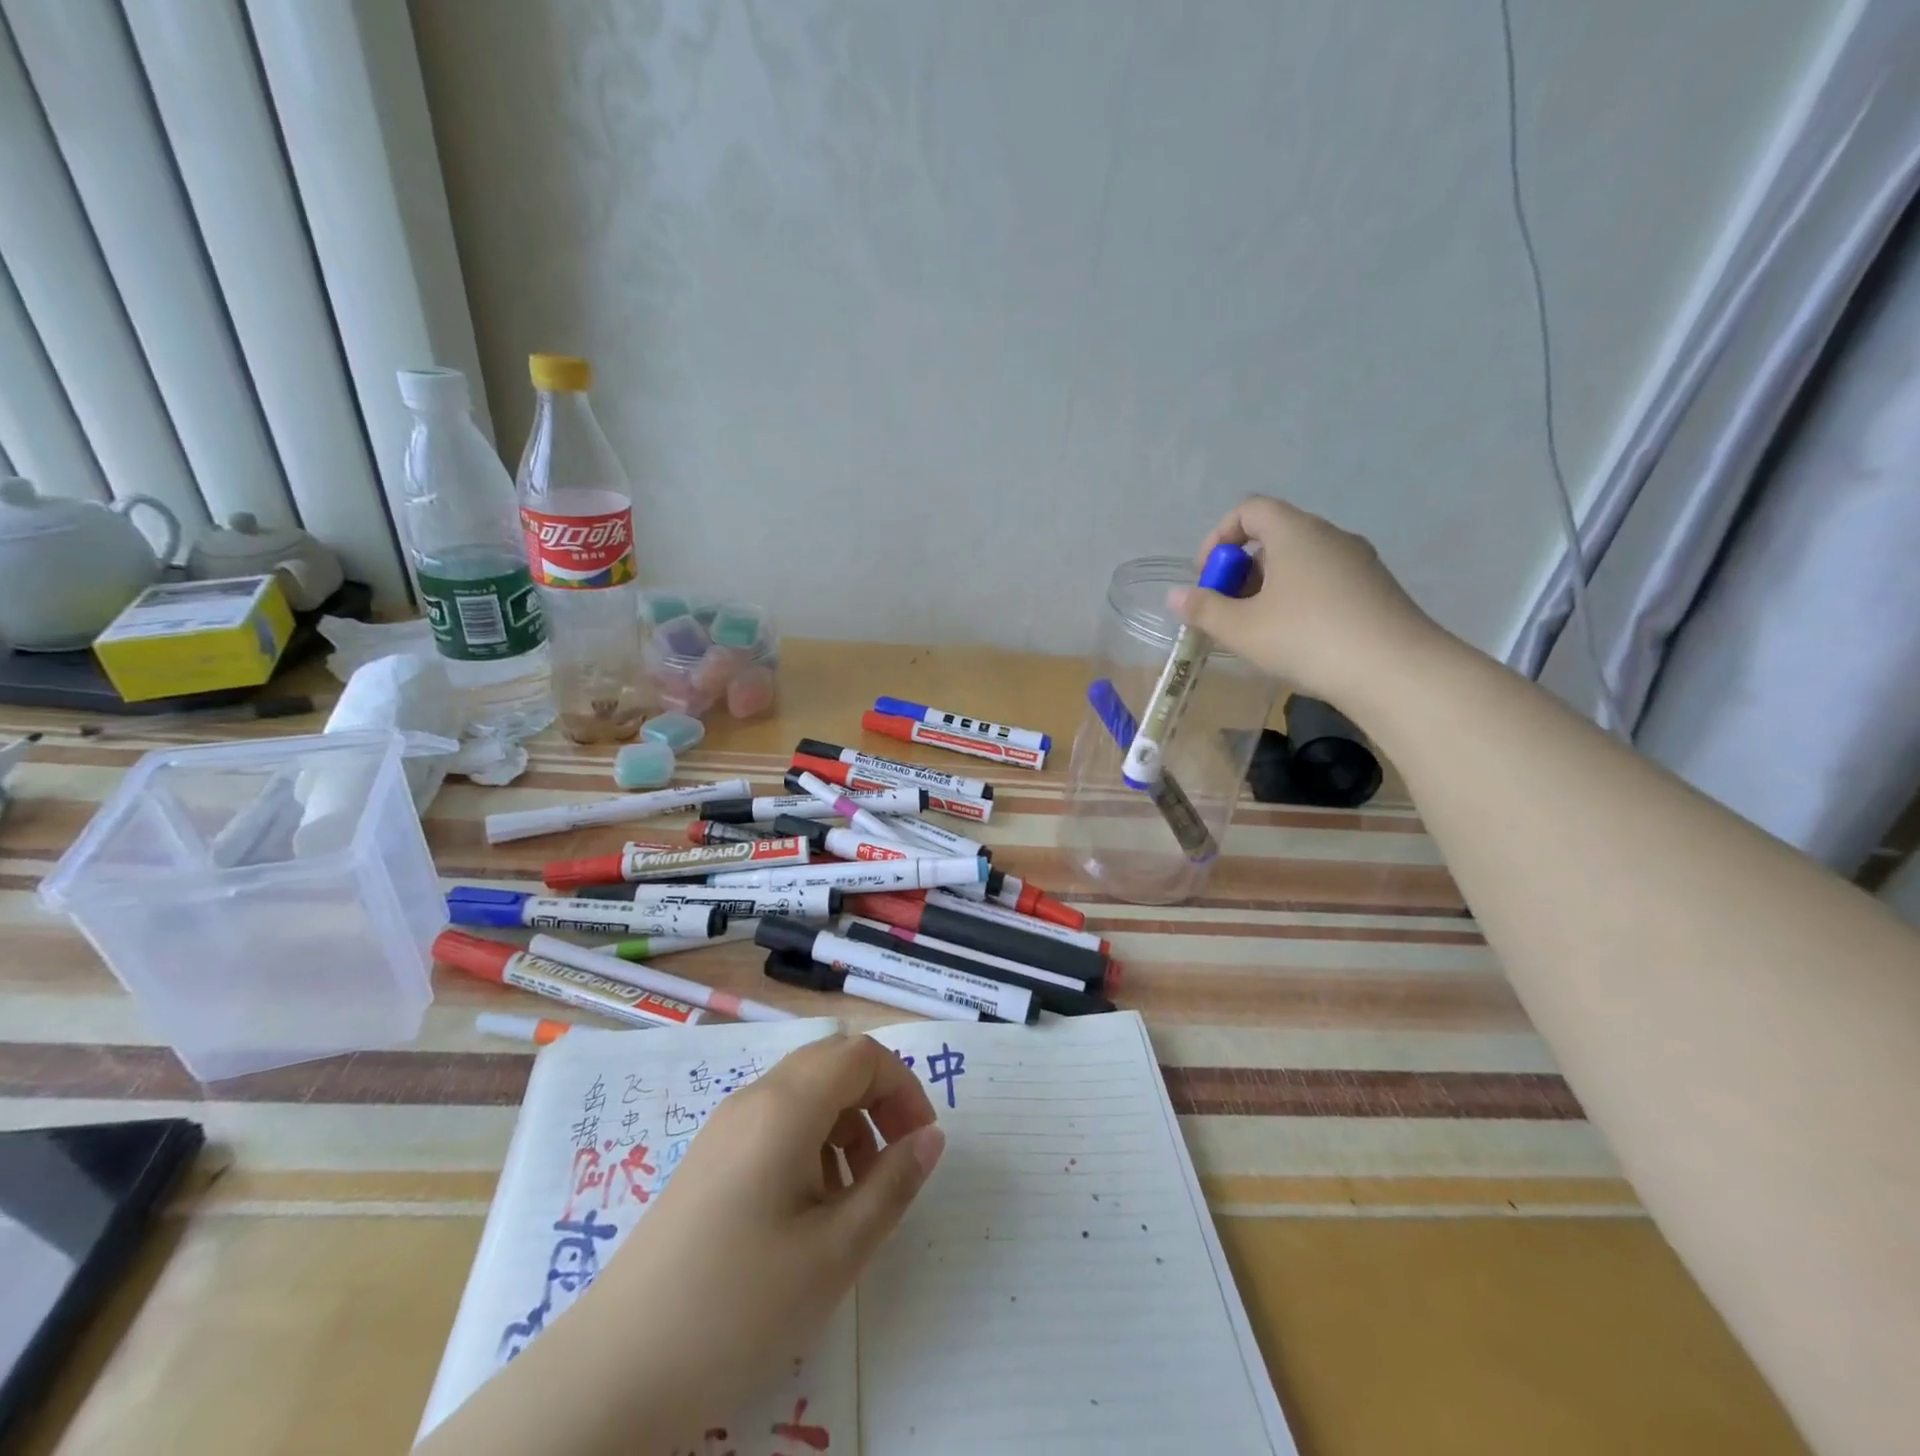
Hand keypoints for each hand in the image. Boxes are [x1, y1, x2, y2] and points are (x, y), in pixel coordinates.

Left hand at [586, 1034, 943, 1440]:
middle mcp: (754, 1098)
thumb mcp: (835, 1251)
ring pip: (805, 1092)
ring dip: (845, 1124)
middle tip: (895, 1163)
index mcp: (786, 1105)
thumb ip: (892, 1185)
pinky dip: (811, 1143)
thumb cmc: (739, 1305)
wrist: (617, 1370)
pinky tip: (809, 1210)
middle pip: (832, 1064)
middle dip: (877, 1101)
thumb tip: (932, 1137)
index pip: (861, 1054)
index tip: (920, 1144)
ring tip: (854, 1198)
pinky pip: (776, 1122)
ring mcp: (726, 1127)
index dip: (902, 1086)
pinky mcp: (709, 1158)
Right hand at [1168, 496, 1443, 709]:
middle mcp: (1330, 536)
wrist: (1395, 670)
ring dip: (1270, 587)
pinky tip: (1296, 639)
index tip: (1207, 576)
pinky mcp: (1376, 589)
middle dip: (1242, 569)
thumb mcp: (1242, 628)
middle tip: (1227, 610)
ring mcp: (1359, 561)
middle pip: (1275, 536)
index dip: (1219, 537)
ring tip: (1258, 630)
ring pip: (1301, 561)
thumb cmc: (1307, 638)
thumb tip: (1175, 596)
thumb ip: (1204, 609)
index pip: (1249, 510)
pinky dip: (1300, 599)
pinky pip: (1325, 581)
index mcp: (1295, 532)